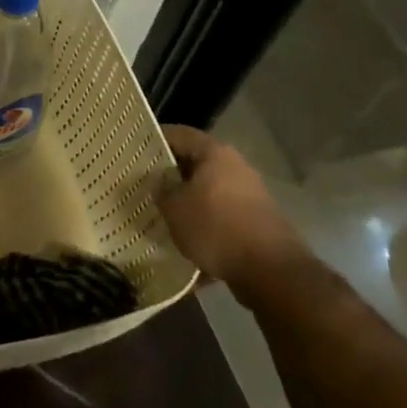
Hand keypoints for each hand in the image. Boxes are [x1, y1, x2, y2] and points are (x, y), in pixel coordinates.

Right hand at [158, 125, 309, 304]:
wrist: (272, 273)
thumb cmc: (217, 228)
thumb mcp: (175, 208)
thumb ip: (162, 190)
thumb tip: (160, 183)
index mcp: (215, 153)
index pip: (179, 134)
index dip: (154, 140)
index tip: (134, 150)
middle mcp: (235, 167)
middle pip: (195, 164)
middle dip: (171, 176)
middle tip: (145, 186)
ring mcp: (250, 196)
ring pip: (208, 193)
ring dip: (188, 204)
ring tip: (163, 217)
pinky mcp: (257, 223)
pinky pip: (222, 219)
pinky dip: (206, 228)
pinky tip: (188, 246)